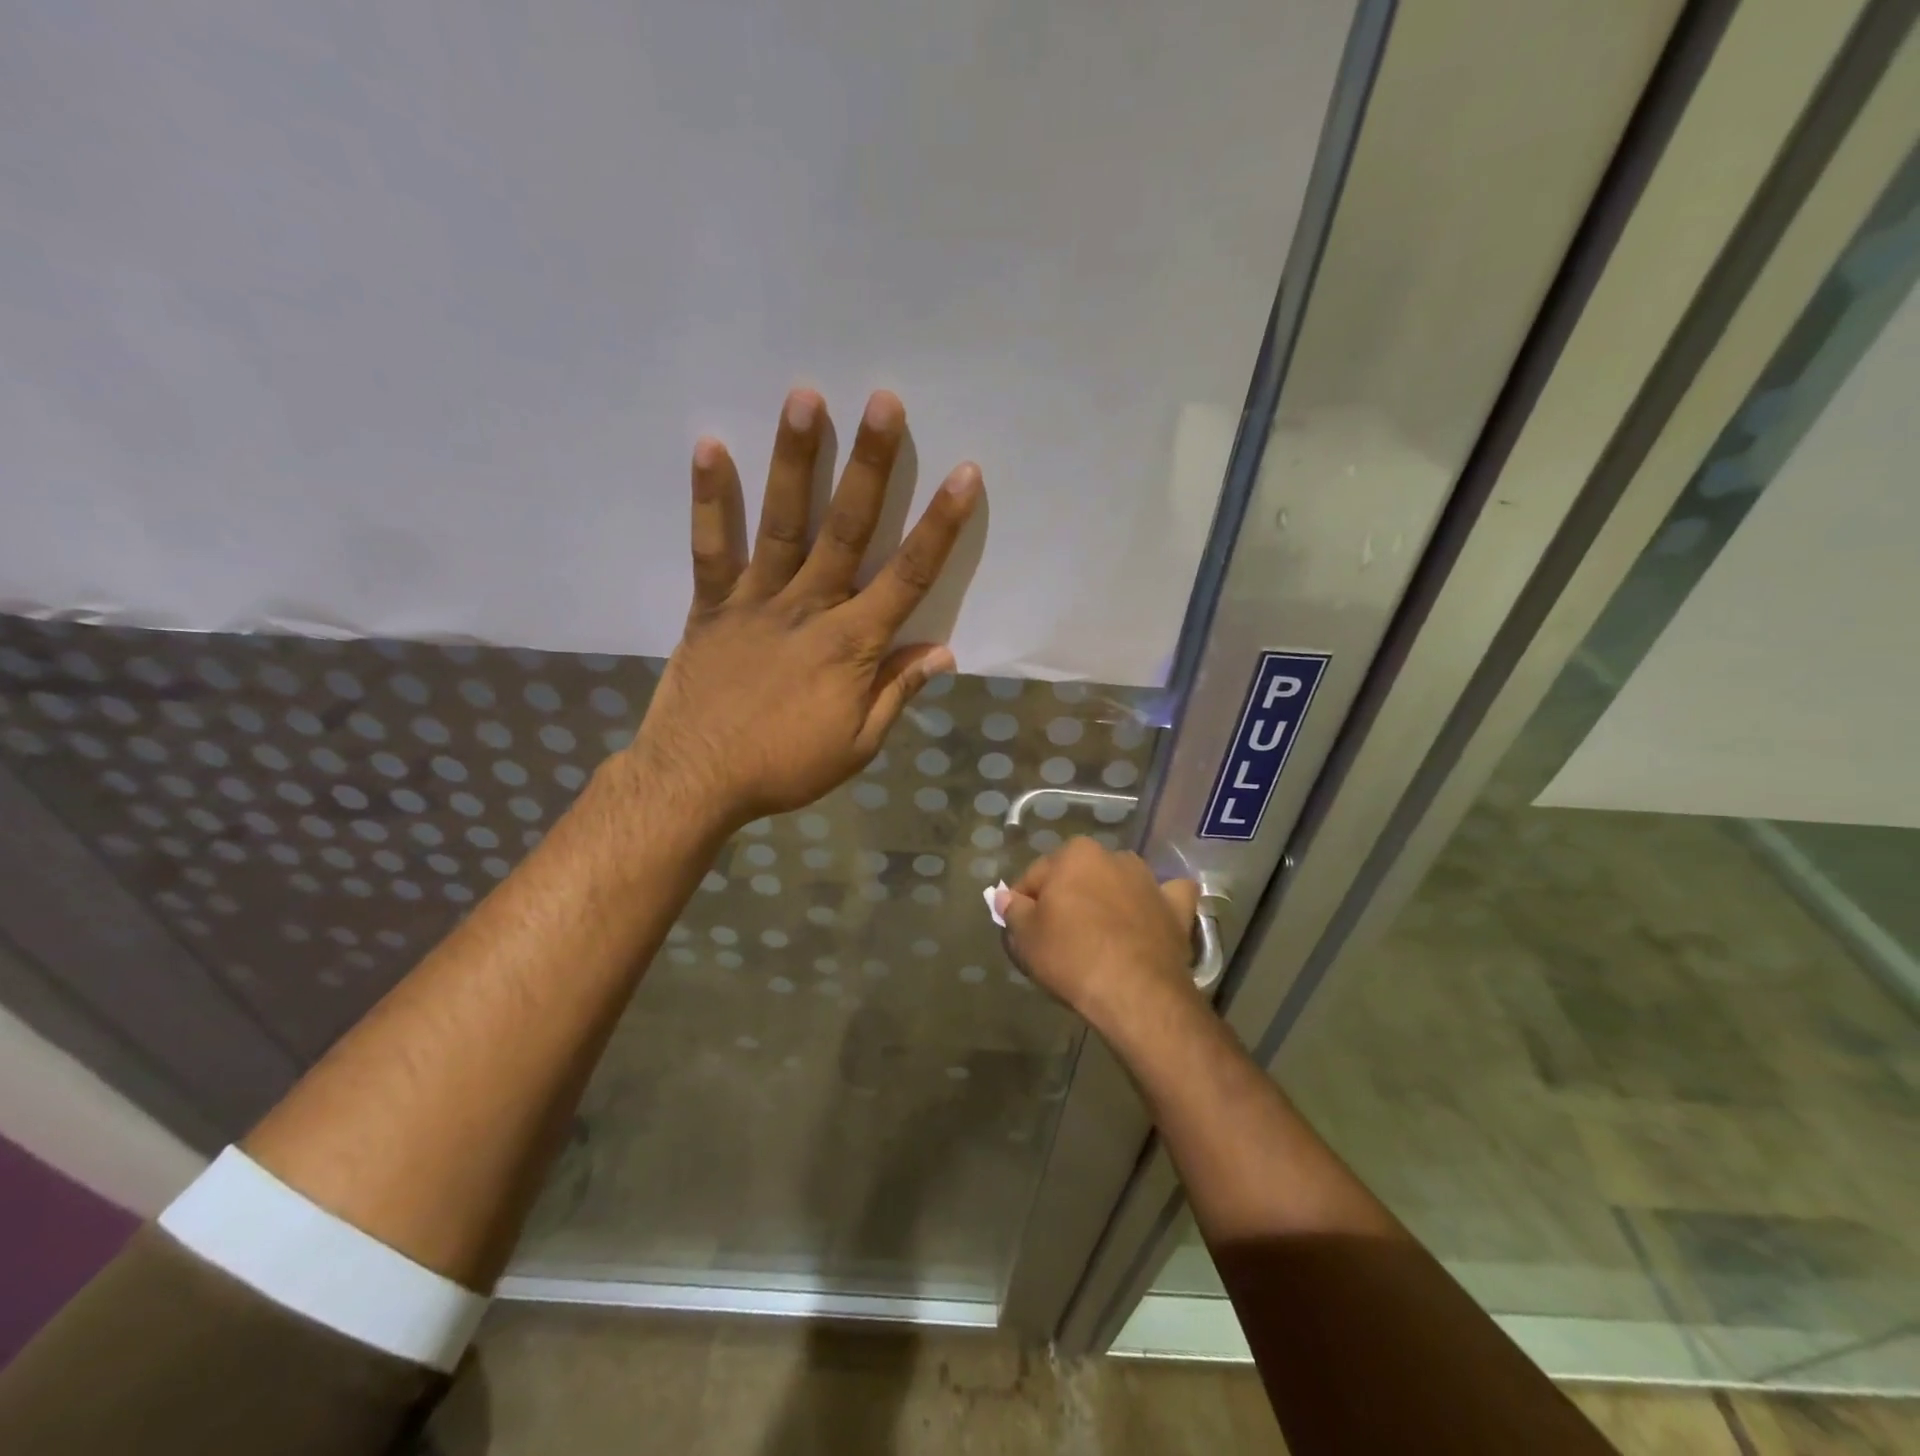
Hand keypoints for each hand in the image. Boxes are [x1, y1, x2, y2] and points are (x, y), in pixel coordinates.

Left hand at [630, 388, 982, 829]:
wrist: (696, 781)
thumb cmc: (784, 767)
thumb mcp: (857, 744)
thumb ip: (897, 692)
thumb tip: (942, 652)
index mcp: (852, 645)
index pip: (908, 576)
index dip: (939, 526)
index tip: (964, 475)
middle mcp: (808, 608)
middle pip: (847, 529)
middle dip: (870, 465)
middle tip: (884, 401)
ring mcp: (754, 601)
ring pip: (782, 523)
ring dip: (795, 460)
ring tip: (805, 397)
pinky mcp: (710, 606)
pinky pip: (710, 548)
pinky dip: (710, 499)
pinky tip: (710, 446)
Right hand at [996, 838, 1201, 1035]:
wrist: (1135, 991)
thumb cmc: (1071, 956)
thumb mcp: (1026, 937)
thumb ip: (1013, 910)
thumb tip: (1005, 896)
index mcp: (1075, 854)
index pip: (1036, 876)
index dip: (1024, 903)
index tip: (1022, 929)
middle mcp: (1114, 857)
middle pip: (1079, 877)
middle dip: (1068, 898)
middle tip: (1057, 936)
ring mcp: (1150, 881)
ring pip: (1119, 884)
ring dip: (1109, 899)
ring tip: (1099, 937)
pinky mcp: (1177, 909)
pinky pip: (1167, 898)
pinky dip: (1159, 905)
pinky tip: (1151, 918)